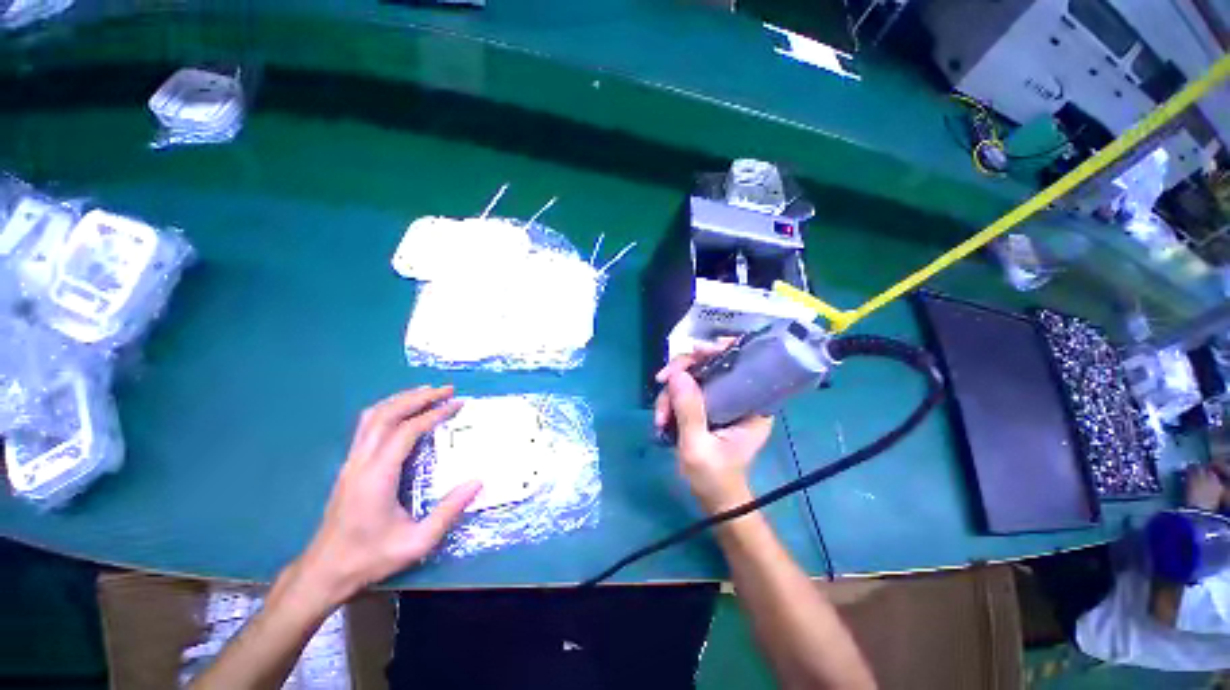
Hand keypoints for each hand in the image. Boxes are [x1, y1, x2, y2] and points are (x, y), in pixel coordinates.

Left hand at [291, 386, 480, 607]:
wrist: (324, 571)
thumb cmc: (370, 557)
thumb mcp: (417, 542)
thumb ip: (449, 511)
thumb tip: (477, 482)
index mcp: (377, 476)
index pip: (407, 431)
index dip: (434, 414)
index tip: (457, 404)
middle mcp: (361, 462)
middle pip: (386, 414)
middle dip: (418, 397)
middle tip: (446, 389)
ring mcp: (351, 462)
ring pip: (372, 416)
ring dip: (401, 399)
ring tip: (427, 393)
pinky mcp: (349, 466)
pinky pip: (367, 427)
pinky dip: (388, 410)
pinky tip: (402, 413)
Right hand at [653, 342, 772, 513]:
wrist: (713, 501)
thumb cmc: (713, 478)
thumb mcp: (697, 447)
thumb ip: (689, 411)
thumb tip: (677, 374)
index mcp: (753, 405)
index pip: (741, 361)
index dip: (718, 349)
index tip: (693, 353)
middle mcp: (739, 397)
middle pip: (710, 364)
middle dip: (682, 374)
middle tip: (661, 383)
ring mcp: (722, 401)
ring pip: (693, 378)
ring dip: (670, 394)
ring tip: (660, 420)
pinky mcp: (708, 407)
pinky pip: (686, 391)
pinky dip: (670, 401)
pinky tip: (662, 420)